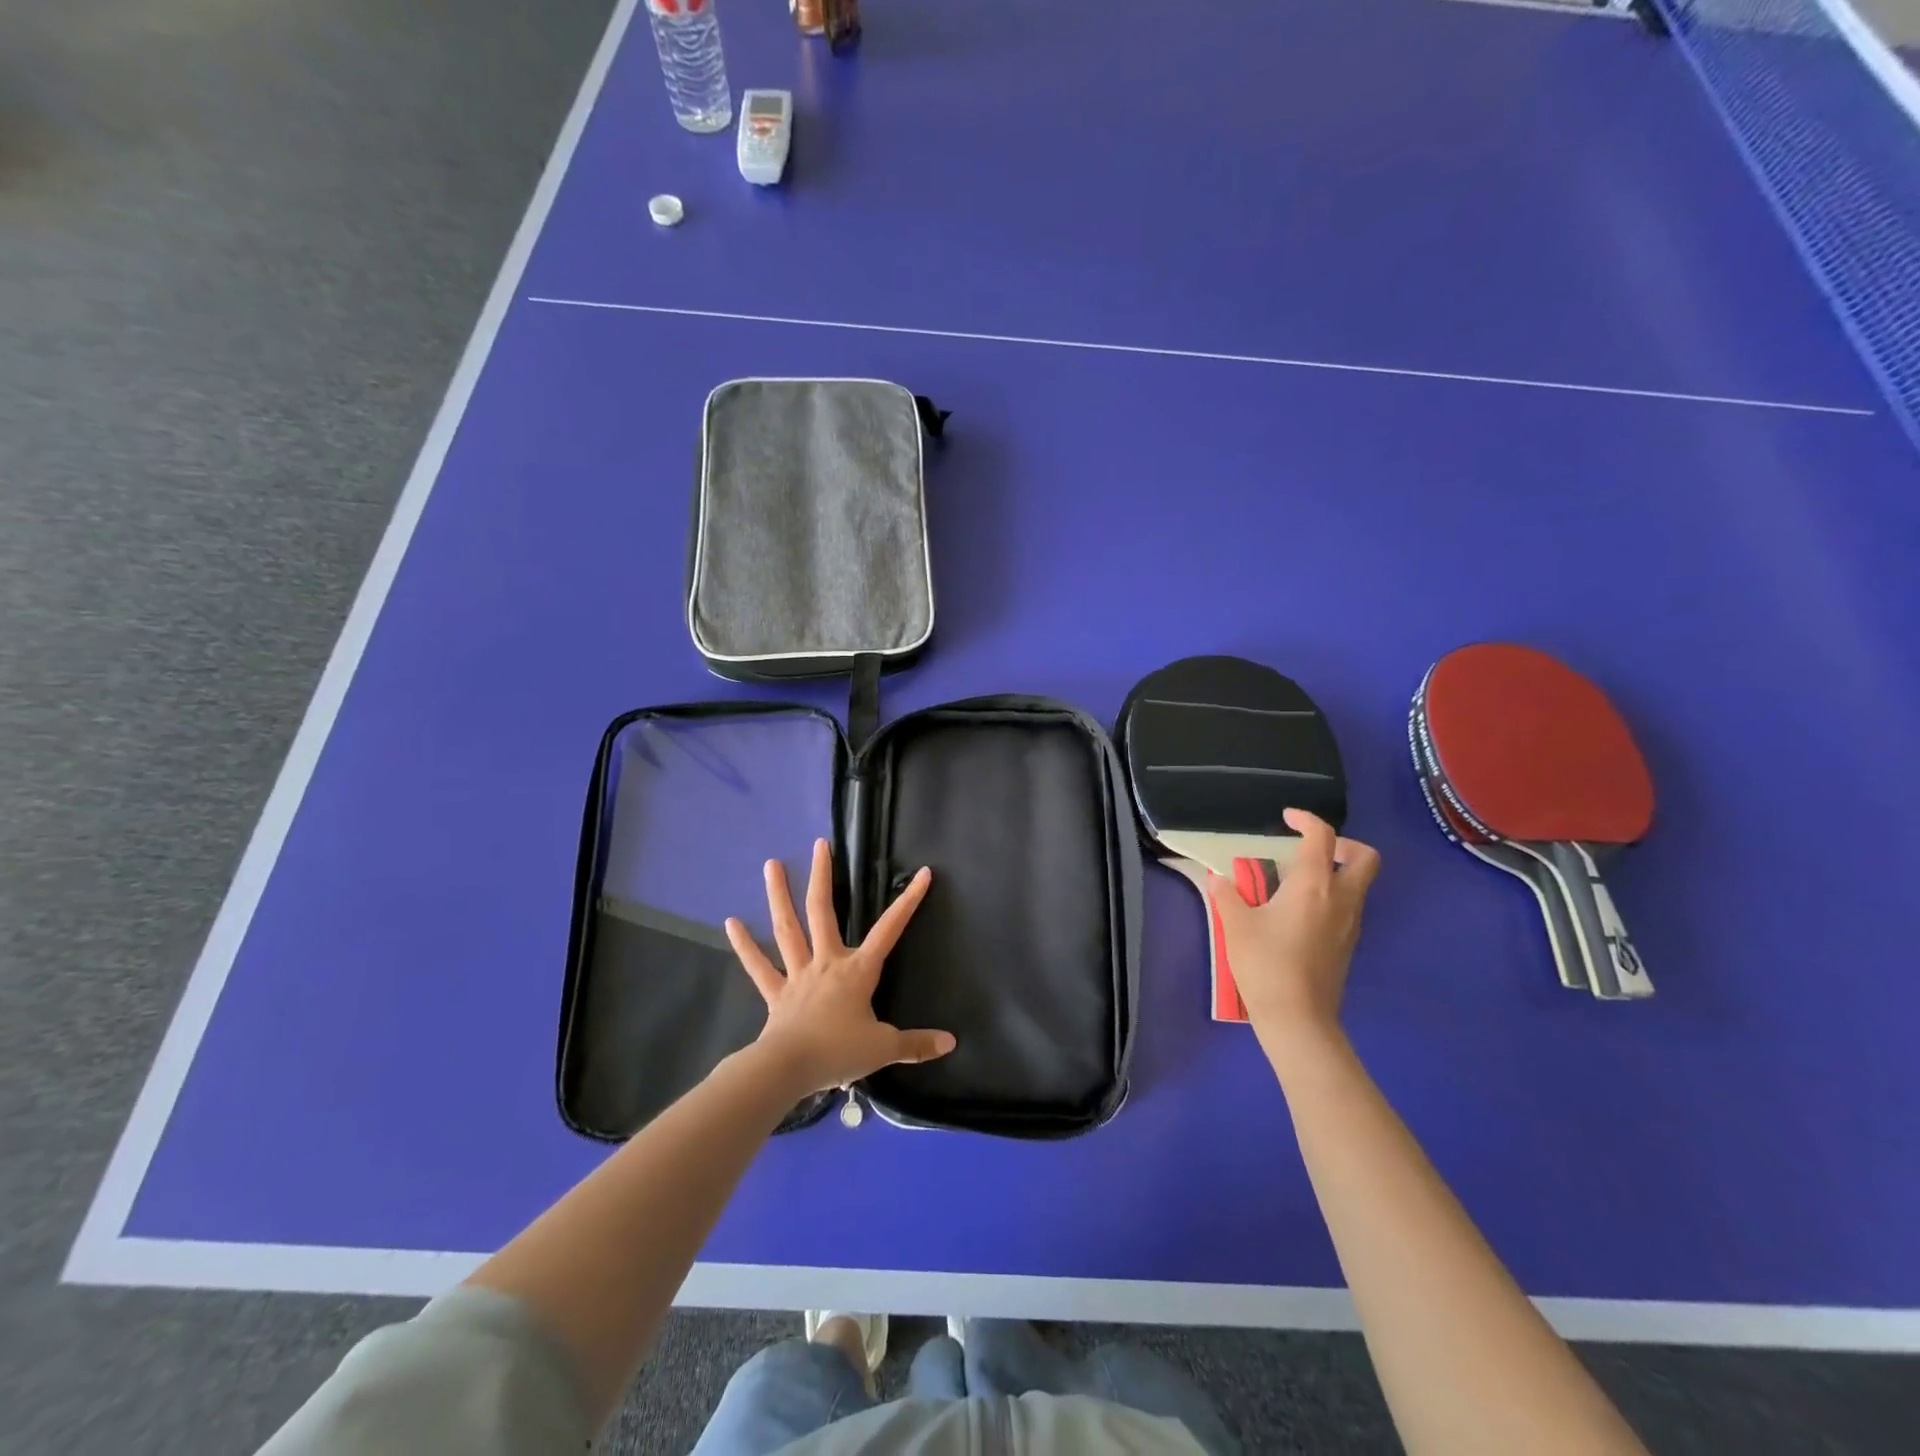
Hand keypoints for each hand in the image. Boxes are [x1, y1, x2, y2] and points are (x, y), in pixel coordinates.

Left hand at [726, 838, 956, 1095]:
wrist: (789, 1069)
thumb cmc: (838, 1052)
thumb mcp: (884, 1048)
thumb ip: (916, 1044)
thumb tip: (950, 1043)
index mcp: (857, 971)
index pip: (889, 930)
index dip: (908, 902)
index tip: (922, 873)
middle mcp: (826, 962)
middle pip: (823, 911)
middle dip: (822, 876)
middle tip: (820, 845)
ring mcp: (797, 974)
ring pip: (787, 928)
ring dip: (778, 895)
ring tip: (771, 864)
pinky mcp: (775, 993)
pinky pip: (759, 966)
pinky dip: (745, 945)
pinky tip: (732, 922)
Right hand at [1208, 809, 1380, 1050]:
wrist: (1298, 1019)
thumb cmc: (1266, 964)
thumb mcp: (1236, 925)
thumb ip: (1227, 895)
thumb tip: (1217, 878)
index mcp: (1314, 886)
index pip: (1322, 837)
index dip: (1306, 819)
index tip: (1287, 818)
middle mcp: (1341, 898)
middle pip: (1365, 858)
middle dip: (1343, 844)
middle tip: (1311, 848)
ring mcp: (1350, 923)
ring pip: (1359, 883)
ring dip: (1336, 871)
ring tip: (1296, 880)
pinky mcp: (1348, 944)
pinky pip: (1349, 905)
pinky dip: (1332, 895)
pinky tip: (1299, 910)